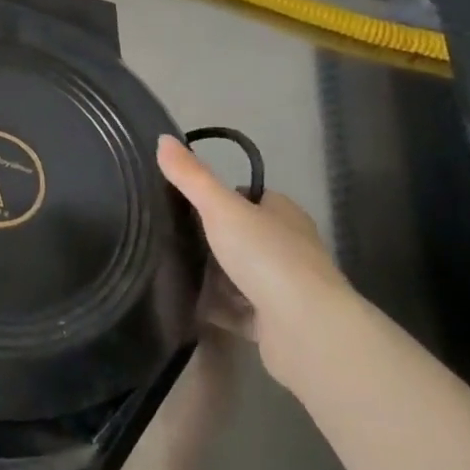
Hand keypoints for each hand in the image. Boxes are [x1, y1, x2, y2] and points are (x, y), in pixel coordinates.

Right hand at [157, 134, 352, 383]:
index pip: (248, 197)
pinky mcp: (275, 324)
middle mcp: (288, 247)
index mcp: (282, 214)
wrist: (306, 330)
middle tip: (167, 236)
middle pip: (241, 237)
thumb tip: (163, 139)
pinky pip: (236, 311)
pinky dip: (215, 308)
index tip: (182, 202)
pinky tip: (186, 304)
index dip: (218, 197)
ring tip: (168, 269)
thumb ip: (191, 177)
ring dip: (211, 277)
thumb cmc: (267, 257)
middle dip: (209, 239)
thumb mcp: (221, 208)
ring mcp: (283, 288)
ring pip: (238, 276)